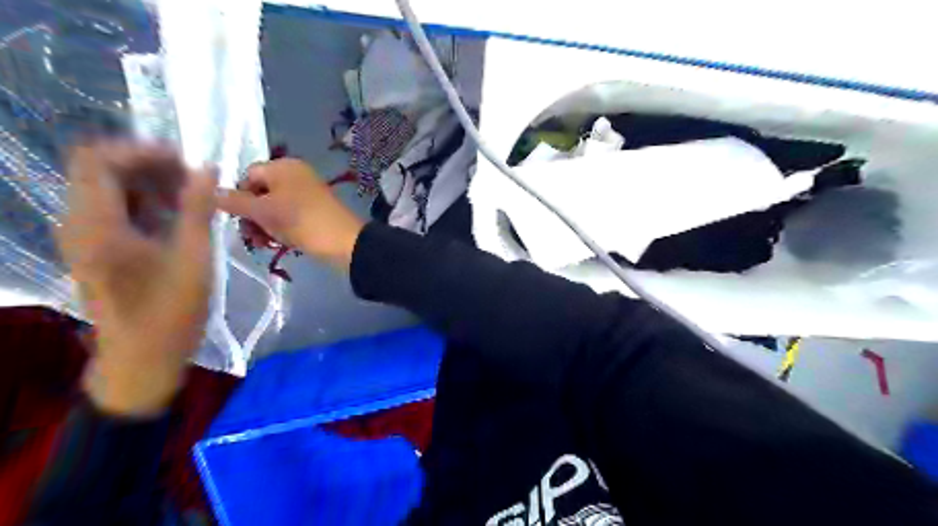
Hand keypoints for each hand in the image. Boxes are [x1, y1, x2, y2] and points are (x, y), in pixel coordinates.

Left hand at [58, 141, 217, 416]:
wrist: (142, 359)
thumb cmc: (171, 310)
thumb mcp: (193, 257)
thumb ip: (197, 208)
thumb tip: (206, 167)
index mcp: (97, 225)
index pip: (99, 161)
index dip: (141, 151)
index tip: (184, 161)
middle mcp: (79, 224)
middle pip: (100, 172)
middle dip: (148, 166)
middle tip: (194, 180)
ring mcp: (84, 239)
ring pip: (107, 190)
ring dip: (148, 185)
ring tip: (192, 198)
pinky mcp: (95, 251)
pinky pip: (113, 211)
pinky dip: (143, 204)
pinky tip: (176, 218)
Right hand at [218, 156, 363, 270]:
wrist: (344, 242)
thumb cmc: (301, 221)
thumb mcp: (263, 211)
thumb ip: (235, 201)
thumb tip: (210, 192)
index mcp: (283, 166)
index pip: (247, 174)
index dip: (237, 195)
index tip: (235, 217)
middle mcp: (295, 175)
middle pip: (260, 191)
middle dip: (250, 214)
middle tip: (249, 235)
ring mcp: (306, 194)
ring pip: (273, 207)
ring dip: (263, 224)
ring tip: (262, 243)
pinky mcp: (314, 211)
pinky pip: (288, 216)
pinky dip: (279, 228)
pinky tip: (275, 243)